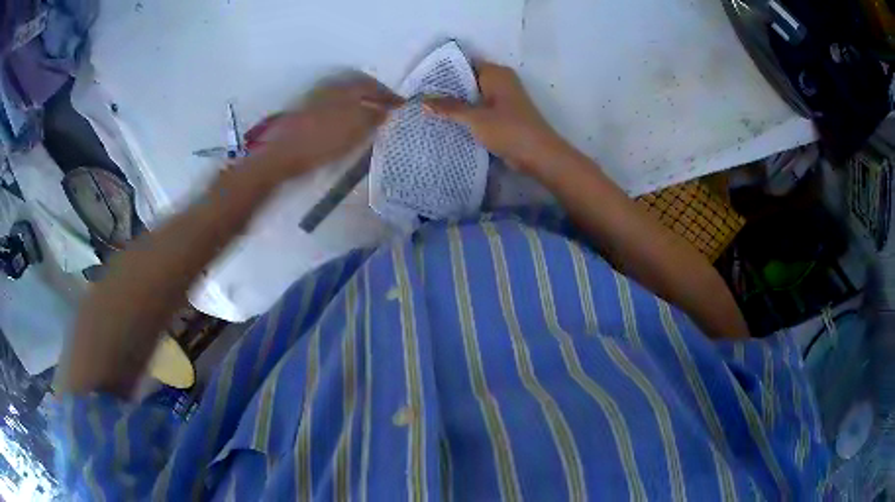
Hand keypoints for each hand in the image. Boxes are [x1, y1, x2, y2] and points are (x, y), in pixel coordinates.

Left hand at [248, 73, 402, 177]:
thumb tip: (386, 110)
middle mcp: (331, 88)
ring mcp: (316, 99)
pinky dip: (347, 111)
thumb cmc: (320, 141)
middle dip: (375, 96)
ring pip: (346, 96)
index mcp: (345, 88)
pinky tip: (348, 125)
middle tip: (387, 109)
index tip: (402, 105)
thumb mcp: (354, 129)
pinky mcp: (306, 112)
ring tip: (370, 118)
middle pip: (359, 87)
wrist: (280, 154)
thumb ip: (373, 117)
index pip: (374, 86)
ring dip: (360, 103)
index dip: (389, 96)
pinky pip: (335, 105)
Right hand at [424, 62, 568, 175]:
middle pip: (467, 80)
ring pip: (473, 96)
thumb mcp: (475, 118)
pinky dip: (467, 115)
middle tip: (420, 97)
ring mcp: (503, 99)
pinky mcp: (504, 115)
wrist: (539, 155)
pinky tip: (447, 122)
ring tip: (427, 109)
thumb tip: (423, 100)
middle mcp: (500, 81)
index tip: (421, 81)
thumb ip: (448, 108)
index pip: (464, 64)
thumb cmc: (509, 130)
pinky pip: (480, 110)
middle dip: (446, 89)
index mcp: (496, 73)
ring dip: (456, 104)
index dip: (443, 71)